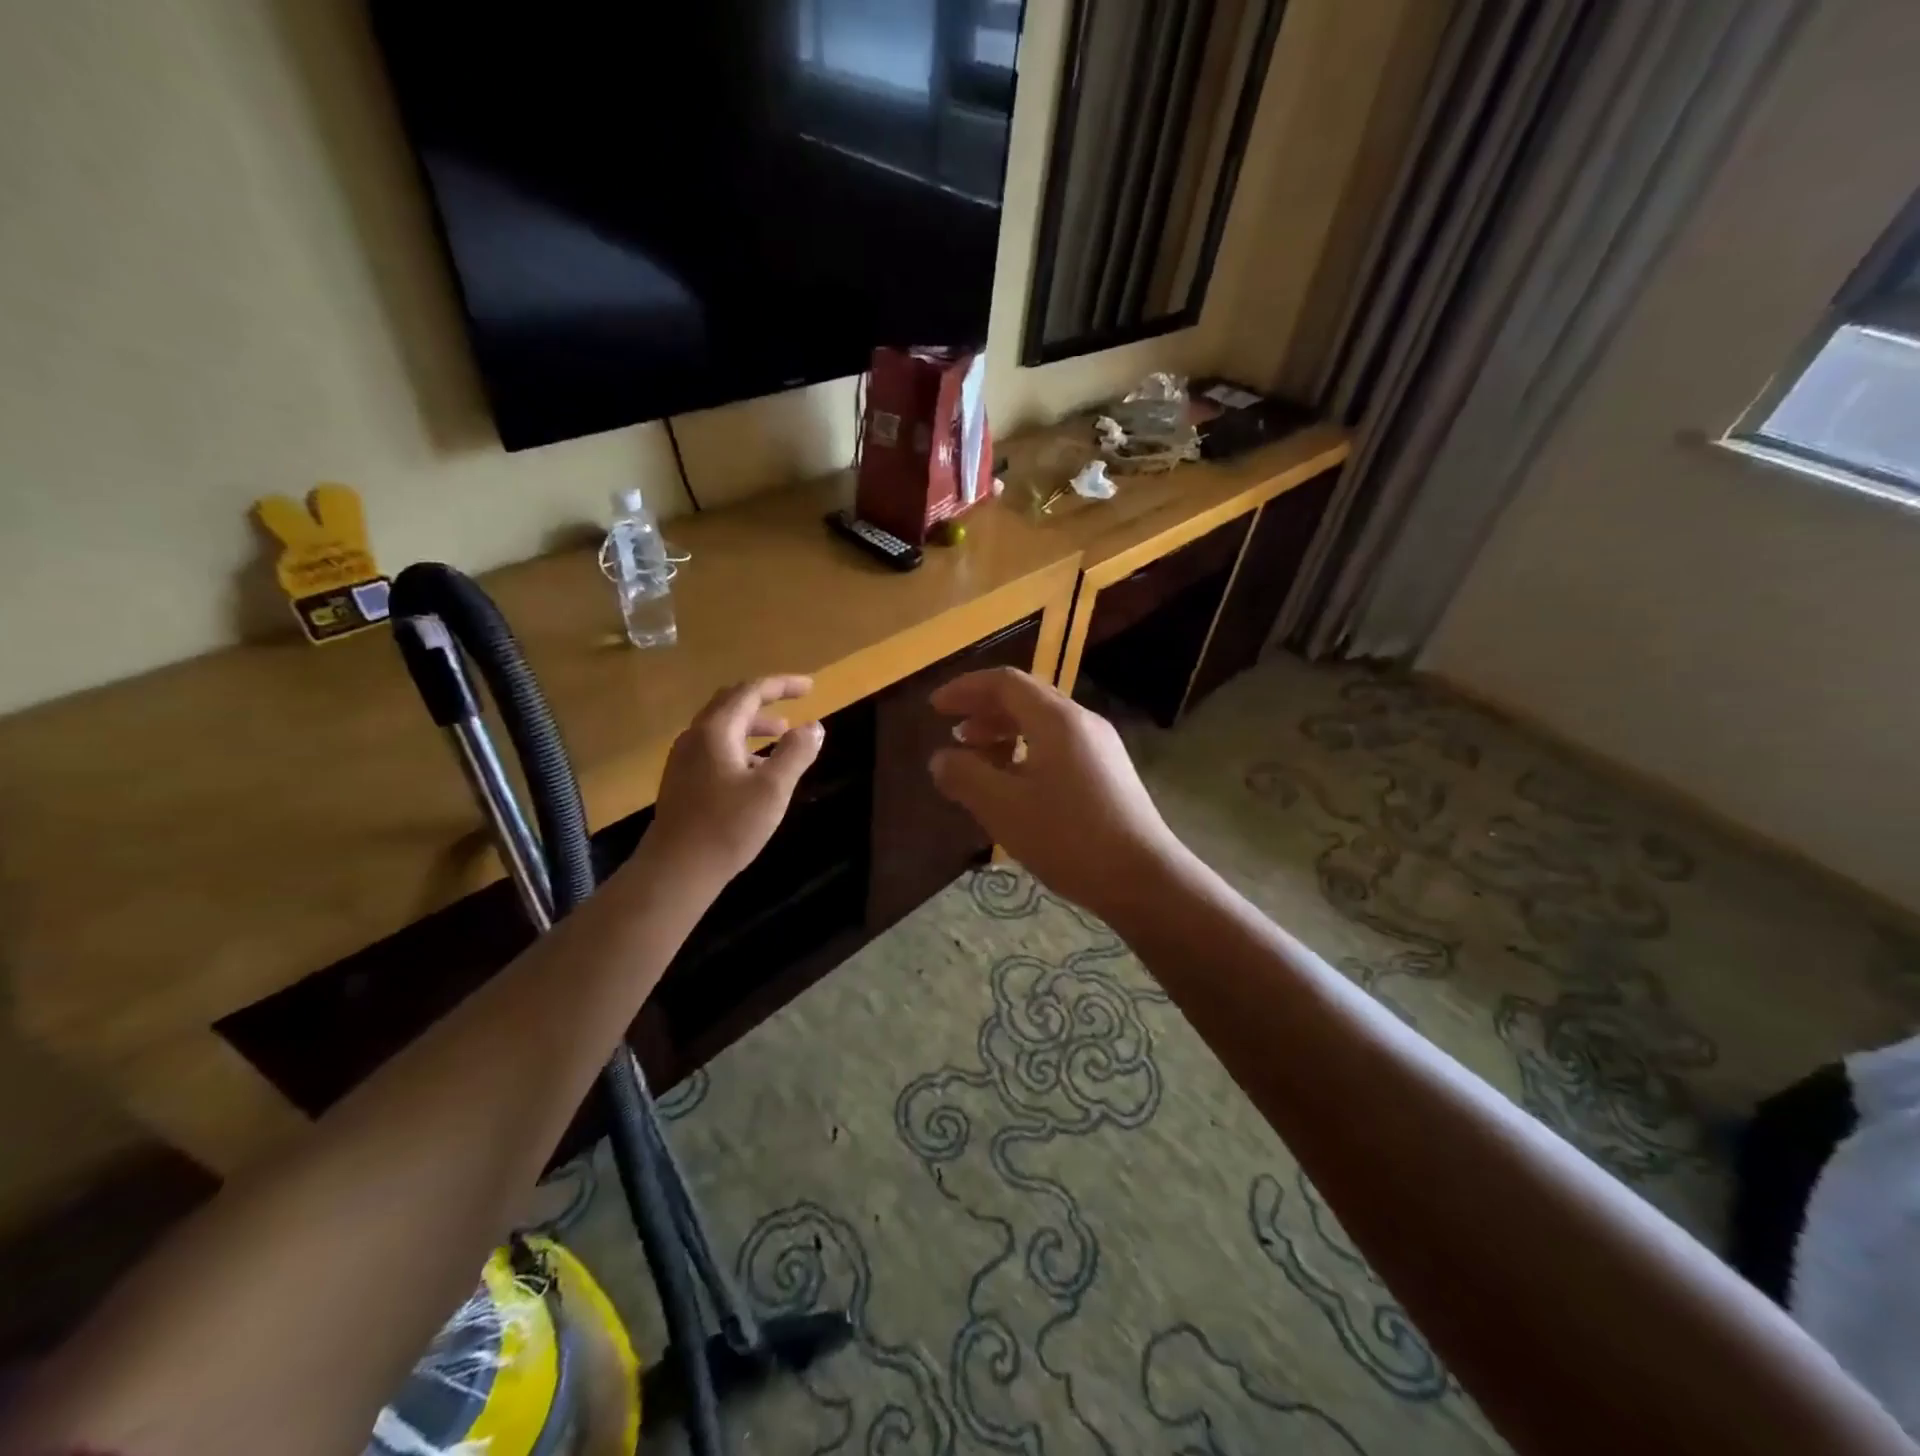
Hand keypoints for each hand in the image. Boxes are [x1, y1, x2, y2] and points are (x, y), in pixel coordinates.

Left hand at [646, 675, 823, 885]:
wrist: (676, 870)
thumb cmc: (728, 826)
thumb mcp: (773, 789)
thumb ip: (796, 753)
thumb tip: (814, 726)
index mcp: (716, 731)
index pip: (750, 692)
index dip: (782, 685)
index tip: (810, 687)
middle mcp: (695, 737)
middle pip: (730, 702)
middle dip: (764, 699)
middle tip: (794, 701)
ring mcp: (684, 759)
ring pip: (722, 726)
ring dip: (753, 724)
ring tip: (781, 734)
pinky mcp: (682, 781)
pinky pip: (715, 747)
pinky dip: (740, 744)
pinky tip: (756, 768)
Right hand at [928, 667, 1179, 919]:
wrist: (1143, 878)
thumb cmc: (1068, 837)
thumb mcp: (1004, 808)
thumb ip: (965, 776)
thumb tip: (941, 759)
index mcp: (1057, 719)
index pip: (1005, 683)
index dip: (965, 690)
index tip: (935, 708)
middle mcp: (1082, 722)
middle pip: (1026, 698)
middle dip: (984, 710)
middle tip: (953, 731)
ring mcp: (1101, 747)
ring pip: (1043, 724)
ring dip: (1005, 733)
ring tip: (978, 758)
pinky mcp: (1109, 773)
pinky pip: (1059, 746)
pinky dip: (1027, 751)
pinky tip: (1015, 784)